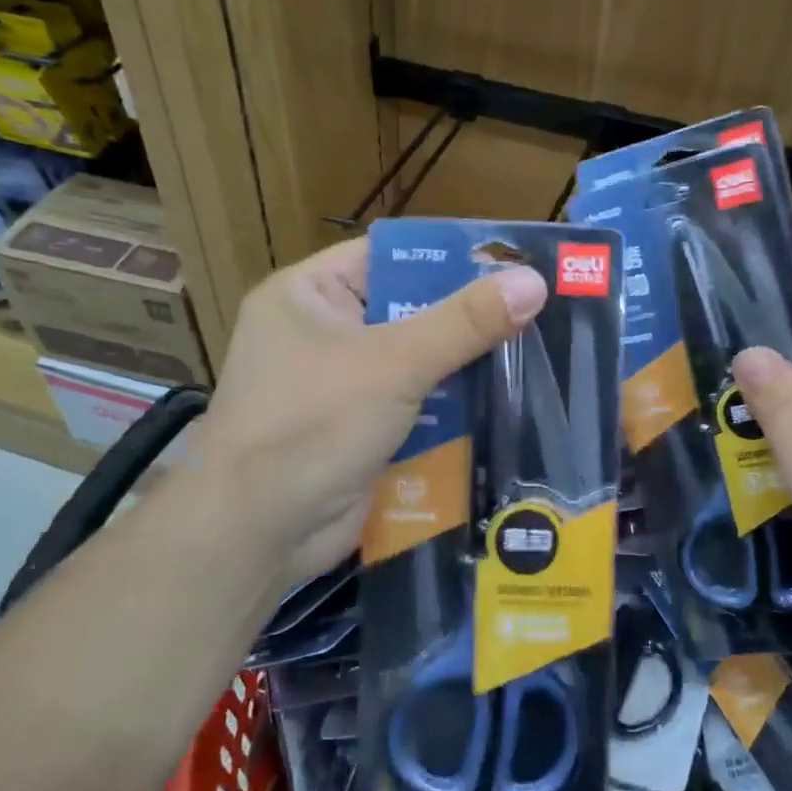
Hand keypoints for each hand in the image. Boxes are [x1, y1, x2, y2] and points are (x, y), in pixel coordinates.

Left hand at [182, 238, 546, 586]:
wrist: (254, 534)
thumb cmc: (312, 424)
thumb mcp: (394, 363)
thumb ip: (465, 323)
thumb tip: (533, 281)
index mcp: (310, 294)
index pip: (391, 257)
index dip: (451, 258)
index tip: (513, 263)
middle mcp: (321, 334)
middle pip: (409, 312)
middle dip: (467, 321)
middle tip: (537, 313)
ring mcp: (339, 387)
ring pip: (417, 364)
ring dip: (465, 368)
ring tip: (535, 355)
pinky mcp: (357, 432)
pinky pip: (414, 407)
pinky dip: (450, 410)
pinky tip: (504, 405)